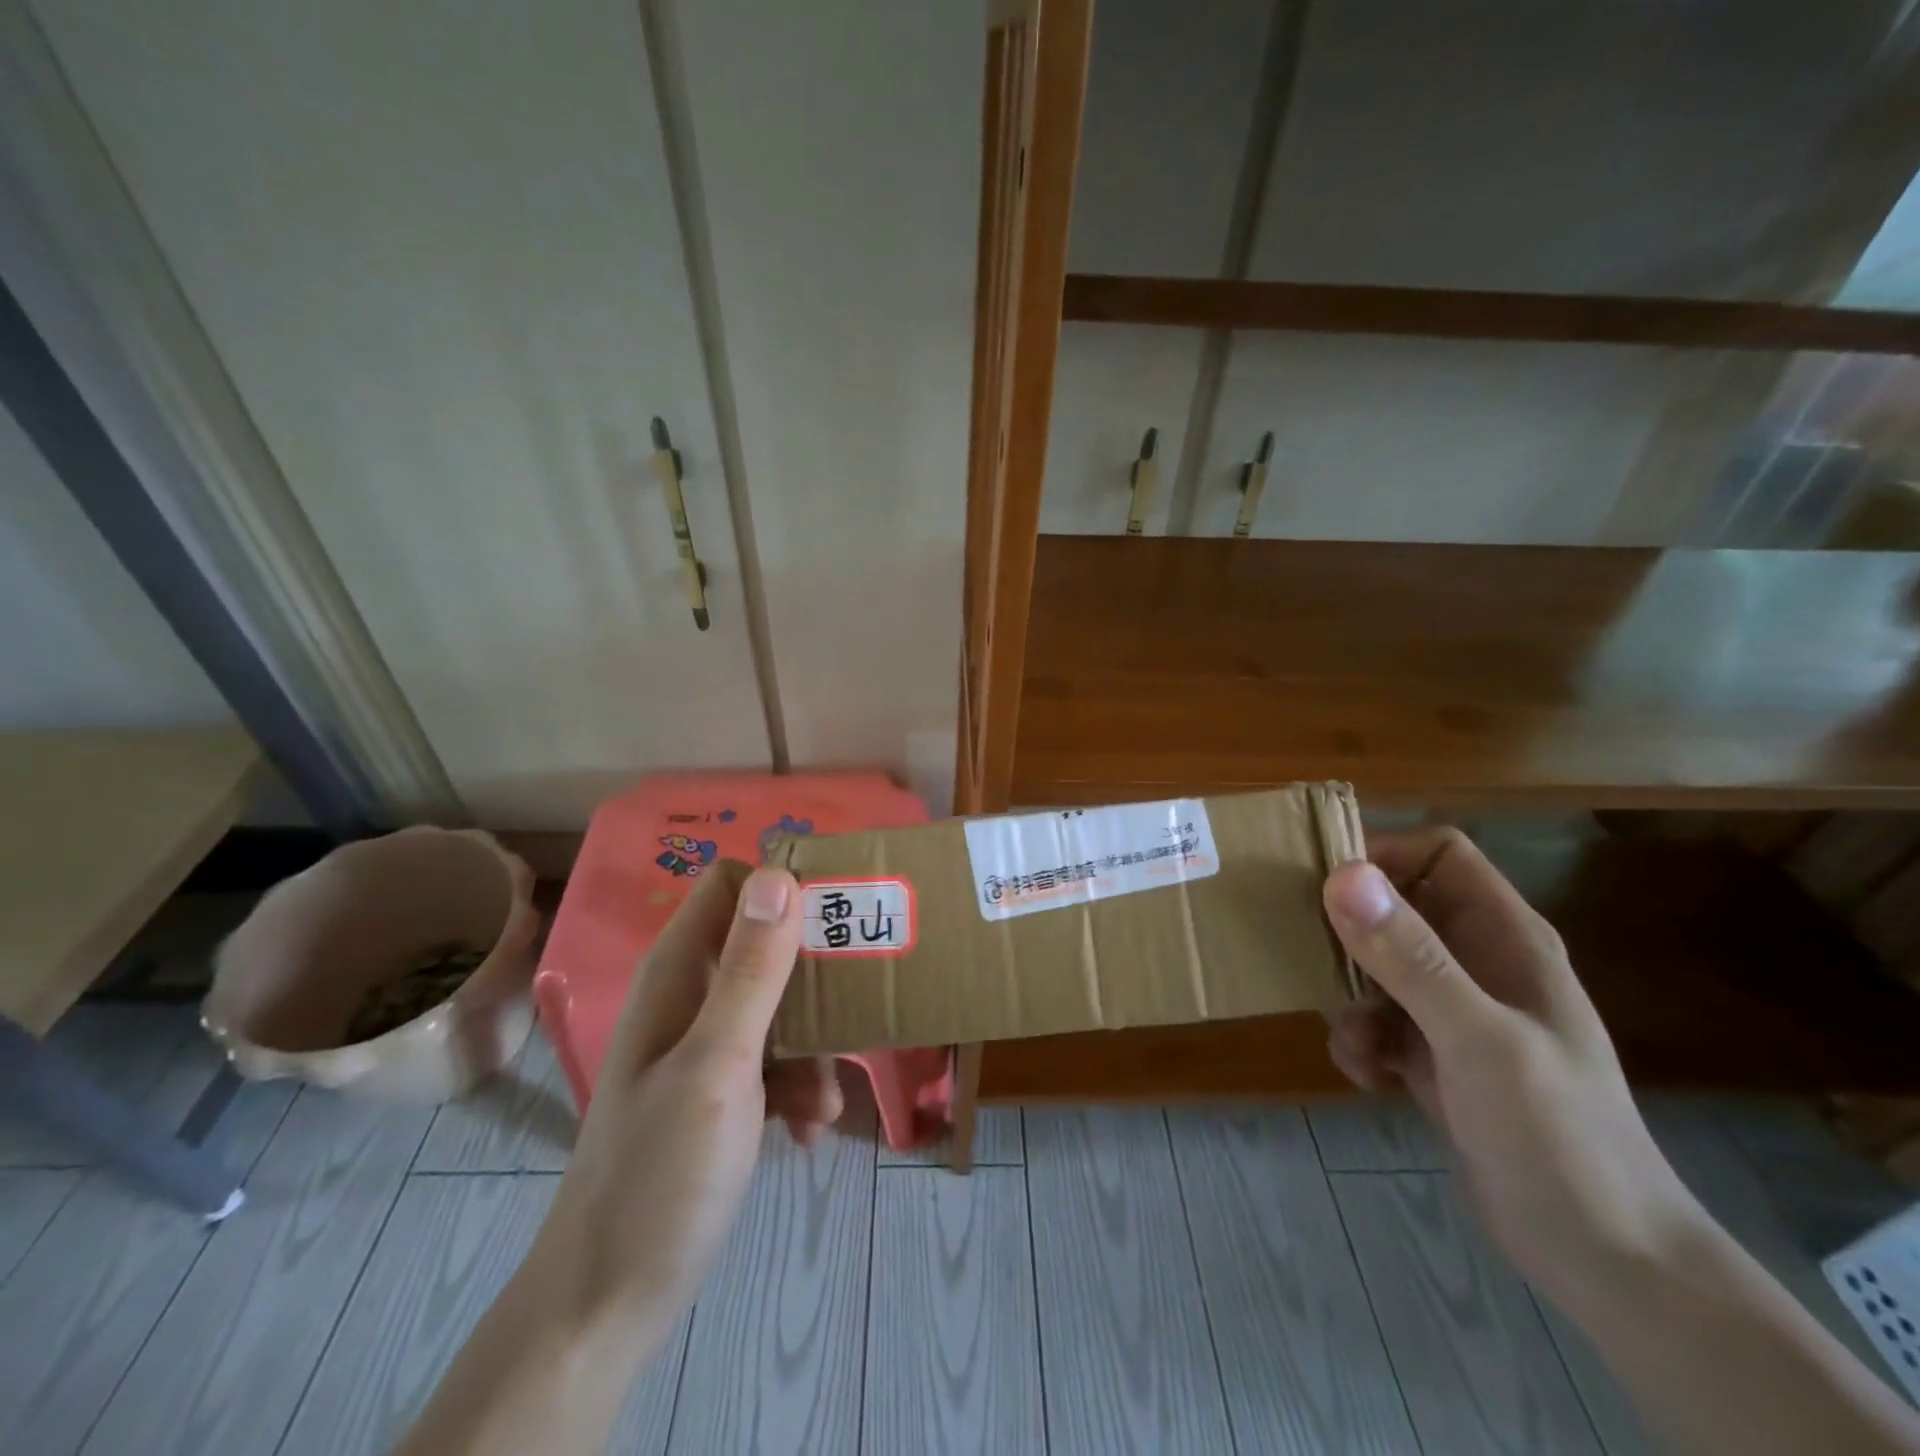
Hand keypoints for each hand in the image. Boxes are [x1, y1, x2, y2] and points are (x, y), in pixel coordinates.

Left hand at [525, 859, 839, 1334]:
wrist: (611, 1300)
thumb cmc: (660, 1174)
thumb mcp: (718, 1065)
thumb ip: (751, 972)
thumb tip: (779, 874)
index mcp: (679, 972)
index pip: (733, 884)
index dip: (783, 887)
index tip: (836, 918)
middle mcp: (691, 994)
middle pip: (767, 943)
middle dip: (814, 977)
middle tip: (856, 1004)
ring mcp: (705, 1043)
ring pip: (781, 1005)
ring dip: (814, 1044)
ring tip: (825, 1100)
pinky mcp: (721, 1086)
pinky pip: (776, 1057)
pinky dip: (799, 1084)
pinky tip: (808, 1131)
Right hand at [1323, 829, 1700, 1308]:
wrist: (1610, 1264)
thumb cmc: (1557, 1136)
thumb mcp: (1477, 1039)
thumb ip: (1411, 957)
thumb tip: (1342, 875)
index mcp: (1505, 937)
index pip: (1437, 854)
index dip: (1382, 856)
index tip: (1323, 888)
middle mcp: (1479, 961)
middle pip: (1396, 907)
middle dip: (1347, 933)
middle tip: (1308, 958)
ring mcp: (1458, 1010)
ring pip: (1377, 966)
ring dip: (1349, 998)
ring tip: (1352, 1041)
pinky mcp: (1438, 1055)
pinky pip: (1379, 1020)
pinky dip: (1362, 1041)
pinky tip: (1368, 1076)